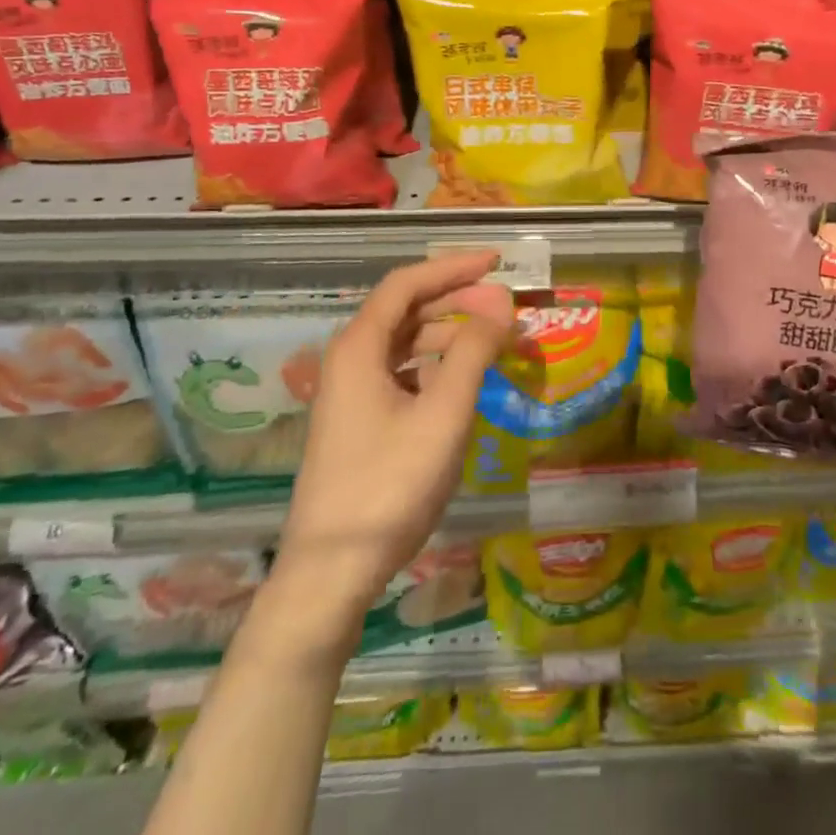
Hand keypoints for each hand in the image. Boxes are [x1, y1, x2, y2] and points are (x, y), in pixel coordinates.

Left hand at [266, 252, 515, 656]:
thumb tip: (501, 301)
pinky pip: (402, 372)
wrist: (331, 573)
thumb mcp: (443, 415)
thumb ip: (473, 352)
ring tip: (493, 343)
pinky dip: (435, 365)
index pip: (407, 284)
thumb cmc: (389, 486)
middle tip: (505, 305)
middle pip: (406, 309)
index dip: (453, 267)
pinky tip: (461, 381)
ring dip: (449, 334)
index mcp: (360, 347)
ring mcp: (351, 392)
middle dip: (457, 300)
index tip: (497, 262)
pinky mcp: (358, 420)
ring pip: (405, 343)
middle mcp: (349, 359)